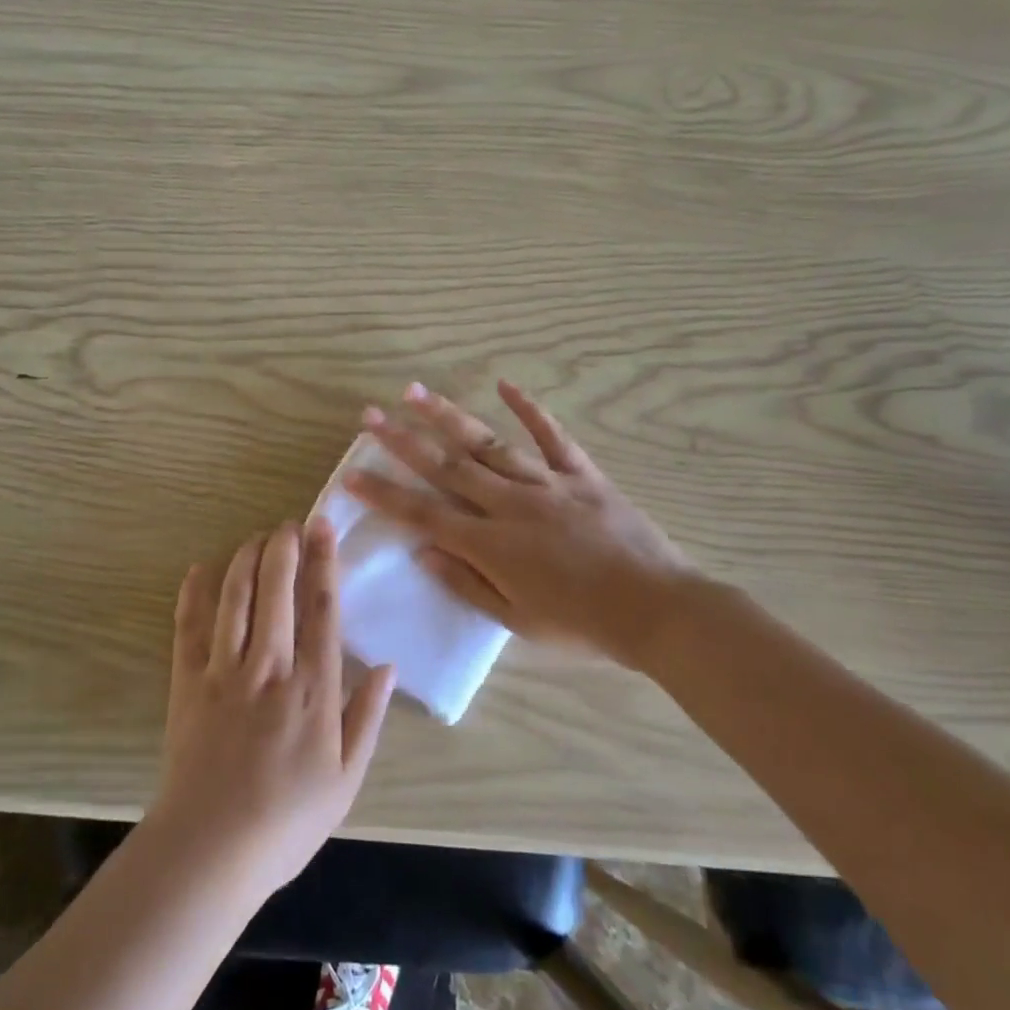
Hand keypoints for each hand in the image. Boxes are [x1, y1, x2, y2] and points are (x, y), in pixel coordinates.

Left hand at [149, 521, 397, 904]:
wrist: (210, 850)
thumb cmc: (287, 821)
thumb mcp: (346, 779)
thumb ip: (367, 717)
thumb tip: (388, 667)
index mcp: (313, 688)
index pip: (321, 610)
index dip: (324, 563)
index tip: (323, 529)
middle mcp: (270, 667)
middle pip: (276, 591)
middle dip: (284, 548)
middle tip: (289, 523)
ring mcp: (224, 672)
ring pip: (235, 598)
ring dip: (245, 560)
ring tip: (256, 537)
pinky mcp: (187, 682)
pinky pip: (189, 628)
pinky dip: (193, 595)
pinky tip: (199, 570)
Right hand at [346, 381, 705, 670]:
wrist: (657, 610)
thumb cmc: (583, 624)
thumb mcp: (517, 621)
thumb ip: (467, 583)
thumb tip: (423, 551)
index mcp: (491, 544)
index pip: (424, 513)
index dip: (384, 493)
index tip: (352, 473)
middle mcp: (511, 504)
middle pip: (447, 466)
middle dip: (402, 440)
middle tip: (369, 415)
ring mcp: (547, 483)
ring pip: (488, 443)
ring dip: (448, 417)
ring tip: (416, 392)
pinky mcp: (582, 475)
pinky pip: (552, 436)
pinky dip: (529, 409)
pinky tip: (505, 384)